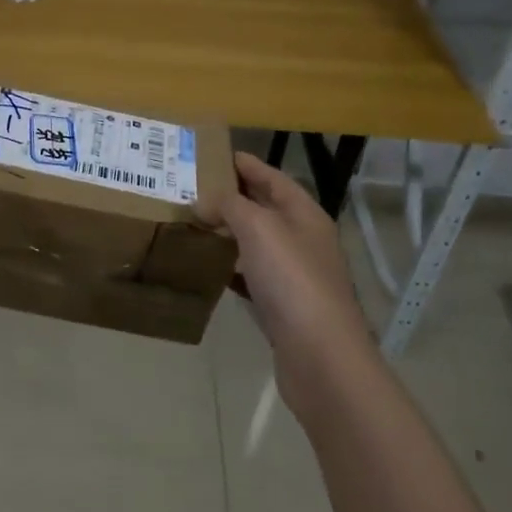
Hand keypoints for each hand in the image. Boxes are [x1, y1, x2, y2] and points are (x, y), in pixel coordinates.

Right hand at [218, 152, 370, 423]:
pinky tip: (207, 268)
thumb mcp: (259, 228)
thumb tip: (202, 201)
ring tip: (192, 223)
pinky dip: (229, 269)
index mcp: (305, 215)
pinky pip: (251, 277)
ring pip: (256, 244)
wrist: (320, 357)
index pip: (273, 178)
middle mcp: (303, 240)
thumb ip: (229, 206)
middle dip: (231, 197)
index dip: (245, 164)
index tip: (212, 154)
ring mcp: (294, 276)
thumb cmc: (293, 281)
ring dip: (228, 233)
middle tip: (191, 188)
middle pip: (264, 209)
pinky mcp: (282, 307)